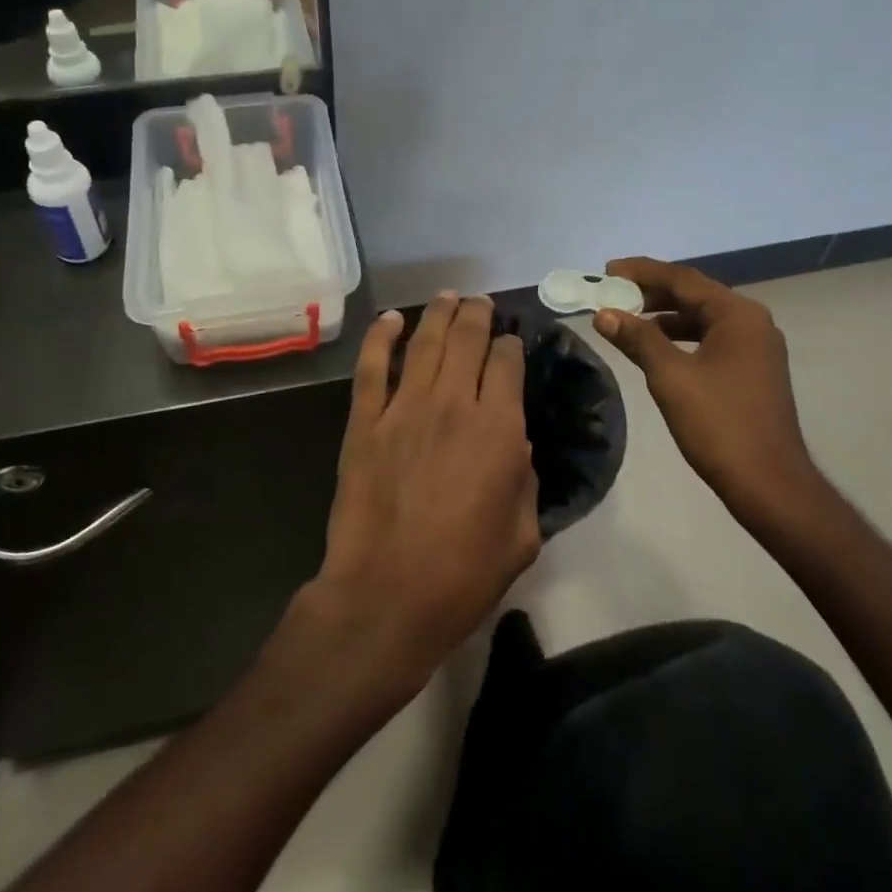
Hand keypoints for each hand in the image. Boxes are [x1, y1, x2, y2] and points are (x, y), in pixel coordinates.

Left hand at [306, 296, 540, 694]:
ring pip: (425, 342)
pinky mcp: (365, 421)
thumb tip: (515, 449)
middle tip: (480, 303)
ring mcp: (404, 408)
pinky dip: (382, 337)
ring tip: (448, 296)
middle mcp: (454, 405)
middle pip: (467, 340)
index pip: (508, 365)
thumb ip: (526, 482)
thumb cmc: (463, 574)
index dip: (510, 347)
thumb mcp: (523, 536)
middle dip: (478, 315)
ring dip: (439, 313)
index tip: (510, 345)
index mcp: (499, 431)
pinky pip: (373, 366)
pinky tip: (391, 319)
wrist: (386, 595)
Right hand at [594, 257, 826, 528]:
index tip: (606, 270)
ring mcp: (755, 347)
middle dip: (651, 292)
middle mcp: (751, 322)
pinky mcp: (752, 370)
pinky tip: (655, 349)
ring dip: (663, 316)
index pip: (682, 279)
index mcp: (737, 315)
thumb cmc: (719, 424)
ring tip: (626, 319)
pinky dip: (679, 337)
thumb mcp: (670, 377)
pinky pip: (709, 339)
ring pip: (701, 318)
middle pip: (693, 294)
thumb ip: (637, 338)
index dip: (641, 272)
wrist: (768, 483)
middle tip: (611, 293)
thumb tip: (604, 314)